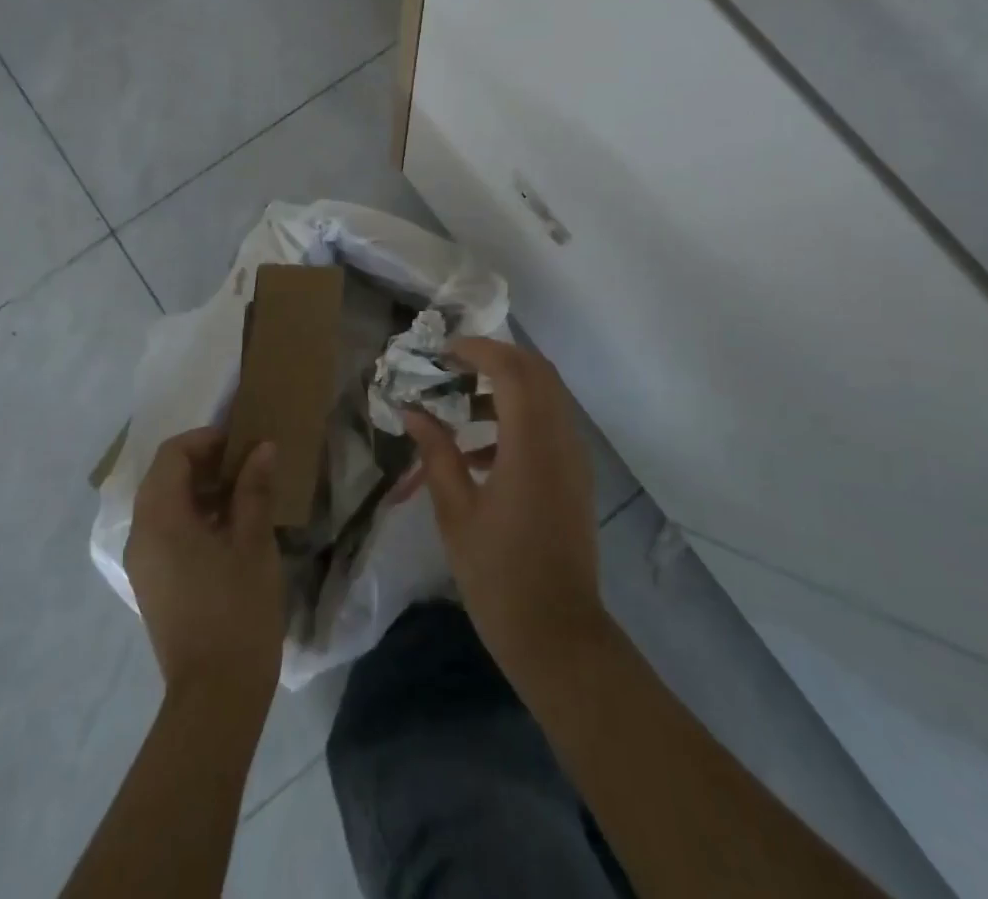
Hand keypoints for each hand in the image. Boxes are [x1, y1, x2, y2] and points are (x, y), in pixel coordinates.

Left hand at [125, 428, 284, 703]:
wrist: (216, 696)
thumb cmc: (237, 611)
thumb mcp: (253, 542)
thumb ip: (254, 489)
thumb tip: (263, 447)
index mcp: (160, 520)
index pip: (172, 455)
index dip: (207, 440)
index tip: (243, 444)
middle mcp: (140, 535)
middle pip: (164, 477)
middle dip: (204, 462)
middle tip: (247, 465)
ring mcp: (143, 562)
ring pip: (164, 504)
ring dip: (200, 489)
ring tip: (245, 493)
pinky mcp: (152, 583)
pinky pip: (166, 531)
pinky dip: (193, 516)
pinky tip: (230, 528)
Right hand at [404, 338, 605, 674]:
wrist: (558, 636)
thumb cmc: (499, 577)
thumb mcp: (456, 513)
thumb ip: (436, 454)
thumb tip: (413, 413)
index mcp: (531, 444)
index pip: (510, 369)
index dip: (477, 350)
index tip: (442, 352)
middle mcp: (561, 439)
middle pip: (536, 371)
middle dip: (495, 359)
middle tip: (453, 367)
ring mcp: (573, 458)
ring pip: (545, 396)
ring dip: (505, 388)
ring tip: (457, 407)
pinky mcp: (575, 476)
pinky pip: (548, 425)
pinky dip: (516, 419)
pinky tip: (476, 453)